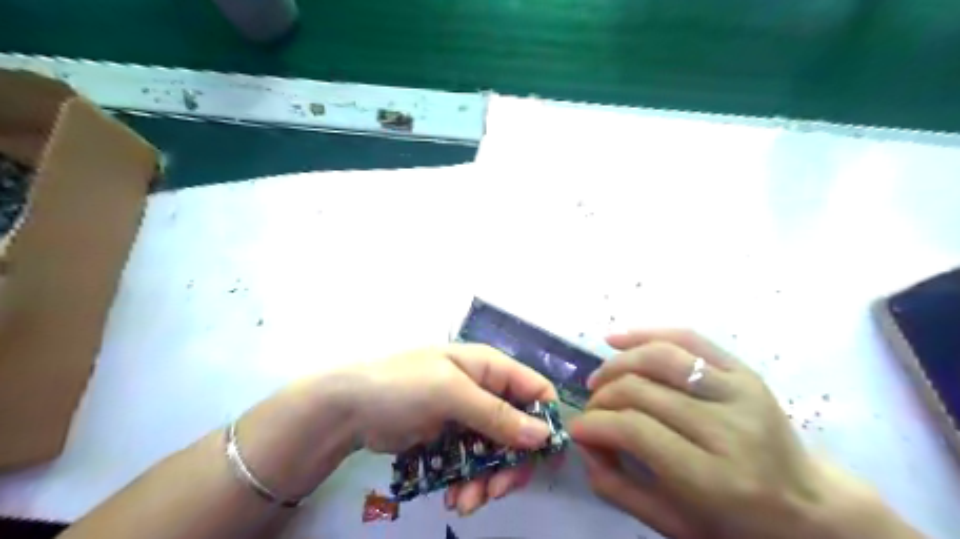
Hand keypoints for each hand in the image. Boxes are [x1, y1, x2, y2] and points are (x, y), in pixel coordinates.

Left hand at [348, 343, 560, 514]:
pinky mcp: (452, 439)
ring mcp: (467, 417)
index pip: (535, 390)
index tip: (543, 459)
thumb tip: (544, 436)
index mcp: (489, 368)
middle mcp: (484, 390)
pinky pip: (474, 464)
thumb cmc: (401, 386)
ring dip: (488, 480)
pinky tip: (455, 498)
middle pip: (520, 429)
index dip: (545, 422)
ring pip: (498, 452)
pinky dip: (470, 483)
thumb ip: (496, 414)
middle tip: (496, 491)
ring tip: (467, 503)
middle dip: (512, 463)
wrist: (348, 409)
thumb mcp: (450, 393)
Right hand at [569, 329, 913, 538]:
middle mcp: (729, 428)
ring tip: (599, 379)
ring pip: (660, 357)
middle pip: (642, 390)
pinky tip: (616, 339)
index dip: (595, 424)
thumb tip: (583, 444)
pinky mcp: (745, 372)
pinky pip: (687, 339)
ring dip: (618, 364)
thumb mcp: (674, 526)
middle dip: (602, 397)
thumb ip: (618, 489)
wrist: (809, 506)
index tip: (577, 429)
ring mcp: (741, 392)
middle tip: (589, 410)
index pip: (635, 429)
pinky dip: (646, 334)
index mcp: (715, 478)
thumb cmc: (738, 525)